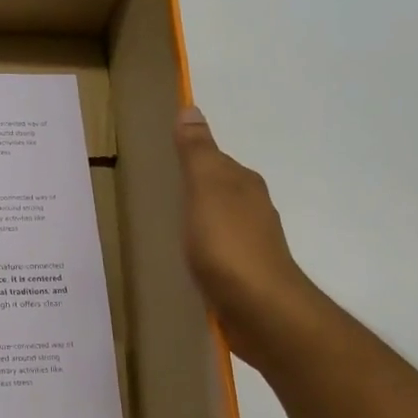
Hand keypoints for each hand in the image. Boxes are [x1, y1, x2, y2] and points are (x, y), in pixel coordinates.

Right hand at [173, 106, 323, 367]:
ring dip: (198, 221)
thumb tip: (191, 108)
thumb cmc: (229, 244)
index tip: (162, 161)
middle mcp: (252, 209)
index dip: (191, 158)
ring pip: (219, 222)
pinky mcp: (244, 275)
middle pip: (219, 191)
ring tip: (165, 227)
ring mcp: (251, 244)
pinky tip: (186, 260)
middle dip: (194, 190)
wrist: (261, 309)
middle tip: (156, 193)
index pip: (216, 160)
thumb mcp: (205, 189)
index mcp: (243, 184)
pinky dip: (202, 250)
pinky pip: (217, 252)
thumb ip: (196, 152)